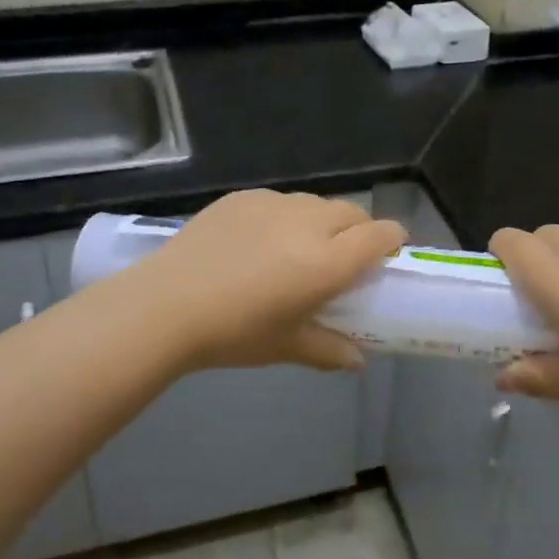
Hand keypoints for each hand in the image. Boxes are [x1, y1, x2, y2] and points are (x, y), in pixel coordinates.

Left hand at [112, 189, 404, 373]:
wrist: (166, 305)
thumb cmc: (234, 333)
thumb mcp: (286, 346)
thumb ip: (329, 350)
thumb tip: (358, 361)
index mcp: (327, 262)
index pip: (379, 235)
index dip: (392, 240)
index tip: (389, 254)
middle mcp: (308, 224)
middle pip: (353, 213)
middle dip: (360, 230)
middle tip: (345, 257)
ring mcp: (274, 204)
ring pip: (315, 203)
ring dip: (322, 221)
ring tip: (299, 248)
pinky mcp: (243, 197)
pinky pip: (279, 201)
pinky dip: (284, 217)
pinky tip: (259, 241)